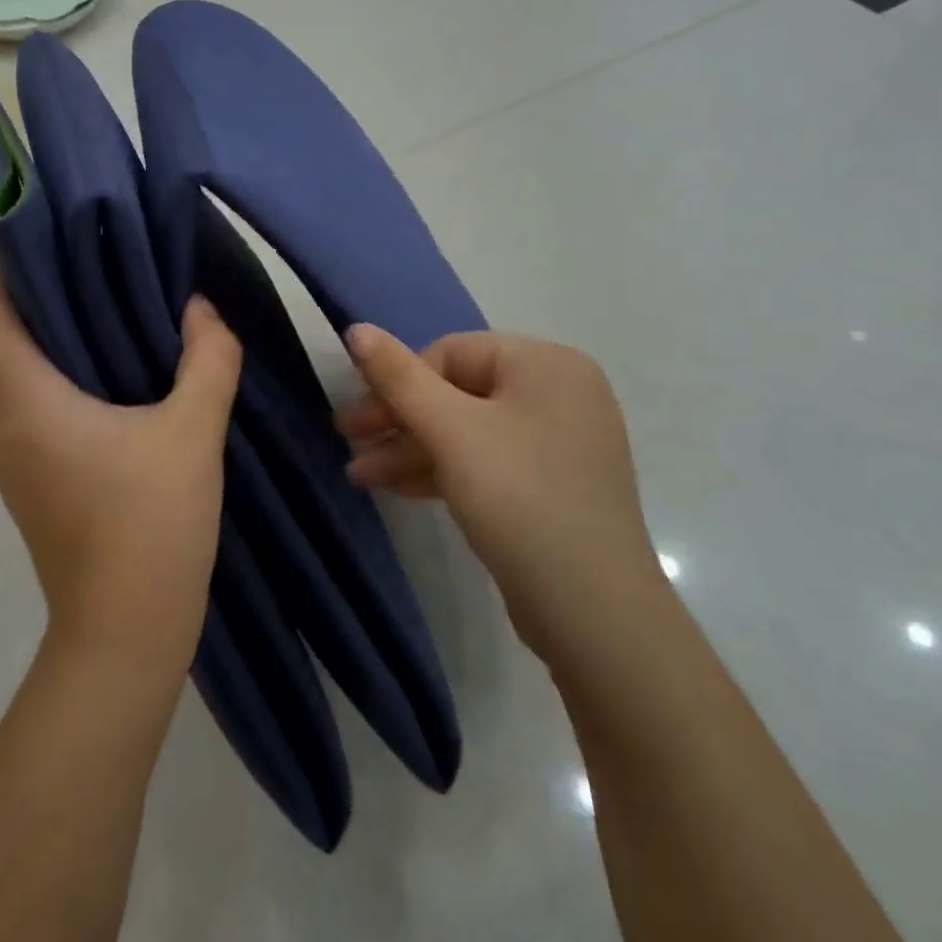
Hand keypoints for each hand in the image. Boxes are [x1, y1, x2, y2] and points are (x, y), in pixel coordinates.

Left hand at [0, 233, 242, 663]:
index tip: (7, 211)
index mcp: (28, 403)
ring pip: (30, 374)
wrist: (126, 637)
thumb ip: (206, 360)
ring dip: (60, 332)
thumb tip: (202, 312)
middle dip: (37, 285)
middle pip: (7, 337)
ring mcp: (20, 458)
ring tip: (109, 290)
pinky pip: (47, 404)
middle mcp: (8, 425)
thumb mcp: (192, 432)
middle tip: (83, 239)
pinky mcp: (42, 480)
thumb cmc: (151, 526)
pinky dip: (73, 371)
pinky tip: (122, 363)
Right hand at [337, 327, 656, 657]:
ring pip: (468, 430)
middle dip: (399, 419)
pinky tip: (399, 488)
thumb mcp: (450, 431)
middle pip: (458, 391)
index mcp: (546, 364)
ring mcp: (557, 441)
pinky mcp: (551, 484)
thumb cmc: (519, 499)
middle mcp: (558, 393)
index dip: (399, 381)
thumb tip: (357, 328)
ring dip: (412, 449)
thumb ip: (399, 377)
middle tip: (347, 439)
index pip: (452, 353)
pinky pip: (486, 460)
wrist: (593, 613)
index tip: (358, 417)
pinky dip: (443, 470)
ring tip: (360, 474)